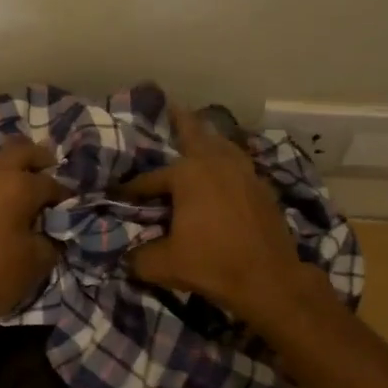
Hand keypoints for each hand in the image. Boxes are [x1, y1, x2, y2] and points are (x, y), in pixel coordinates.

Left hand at [0, 139, 67, 342]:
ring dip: (9, 169)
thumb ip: (52, 232)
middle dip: (39, 160)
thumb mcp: (39, 258)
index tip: (69, 203)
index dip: (64, 194)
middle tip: (48, 173)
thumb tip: (51, 224)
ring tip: (18, 189)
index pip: (51, 182)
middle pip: (21, 151)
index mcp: (17, 185)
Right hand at [119, 105, 319, 326]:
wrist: (270, 281)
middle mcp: (216, 163)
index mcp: (188, 175)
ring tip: (199, 134)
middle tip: (170, 107)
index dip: (131, 189)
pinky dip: (227, 159)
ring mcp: (244, 173)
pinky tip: (224, 169)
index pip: (150, 179)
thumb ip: (137, 257)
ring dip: (209, 138)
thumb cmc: (213, 265)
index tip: (116, 195)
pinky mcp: (262, 188)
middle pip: (195, 134)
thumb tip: (125, 258)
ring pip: (223, 145)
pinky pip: (239, 163)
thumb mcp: (164, 265)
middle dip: (180, 122)